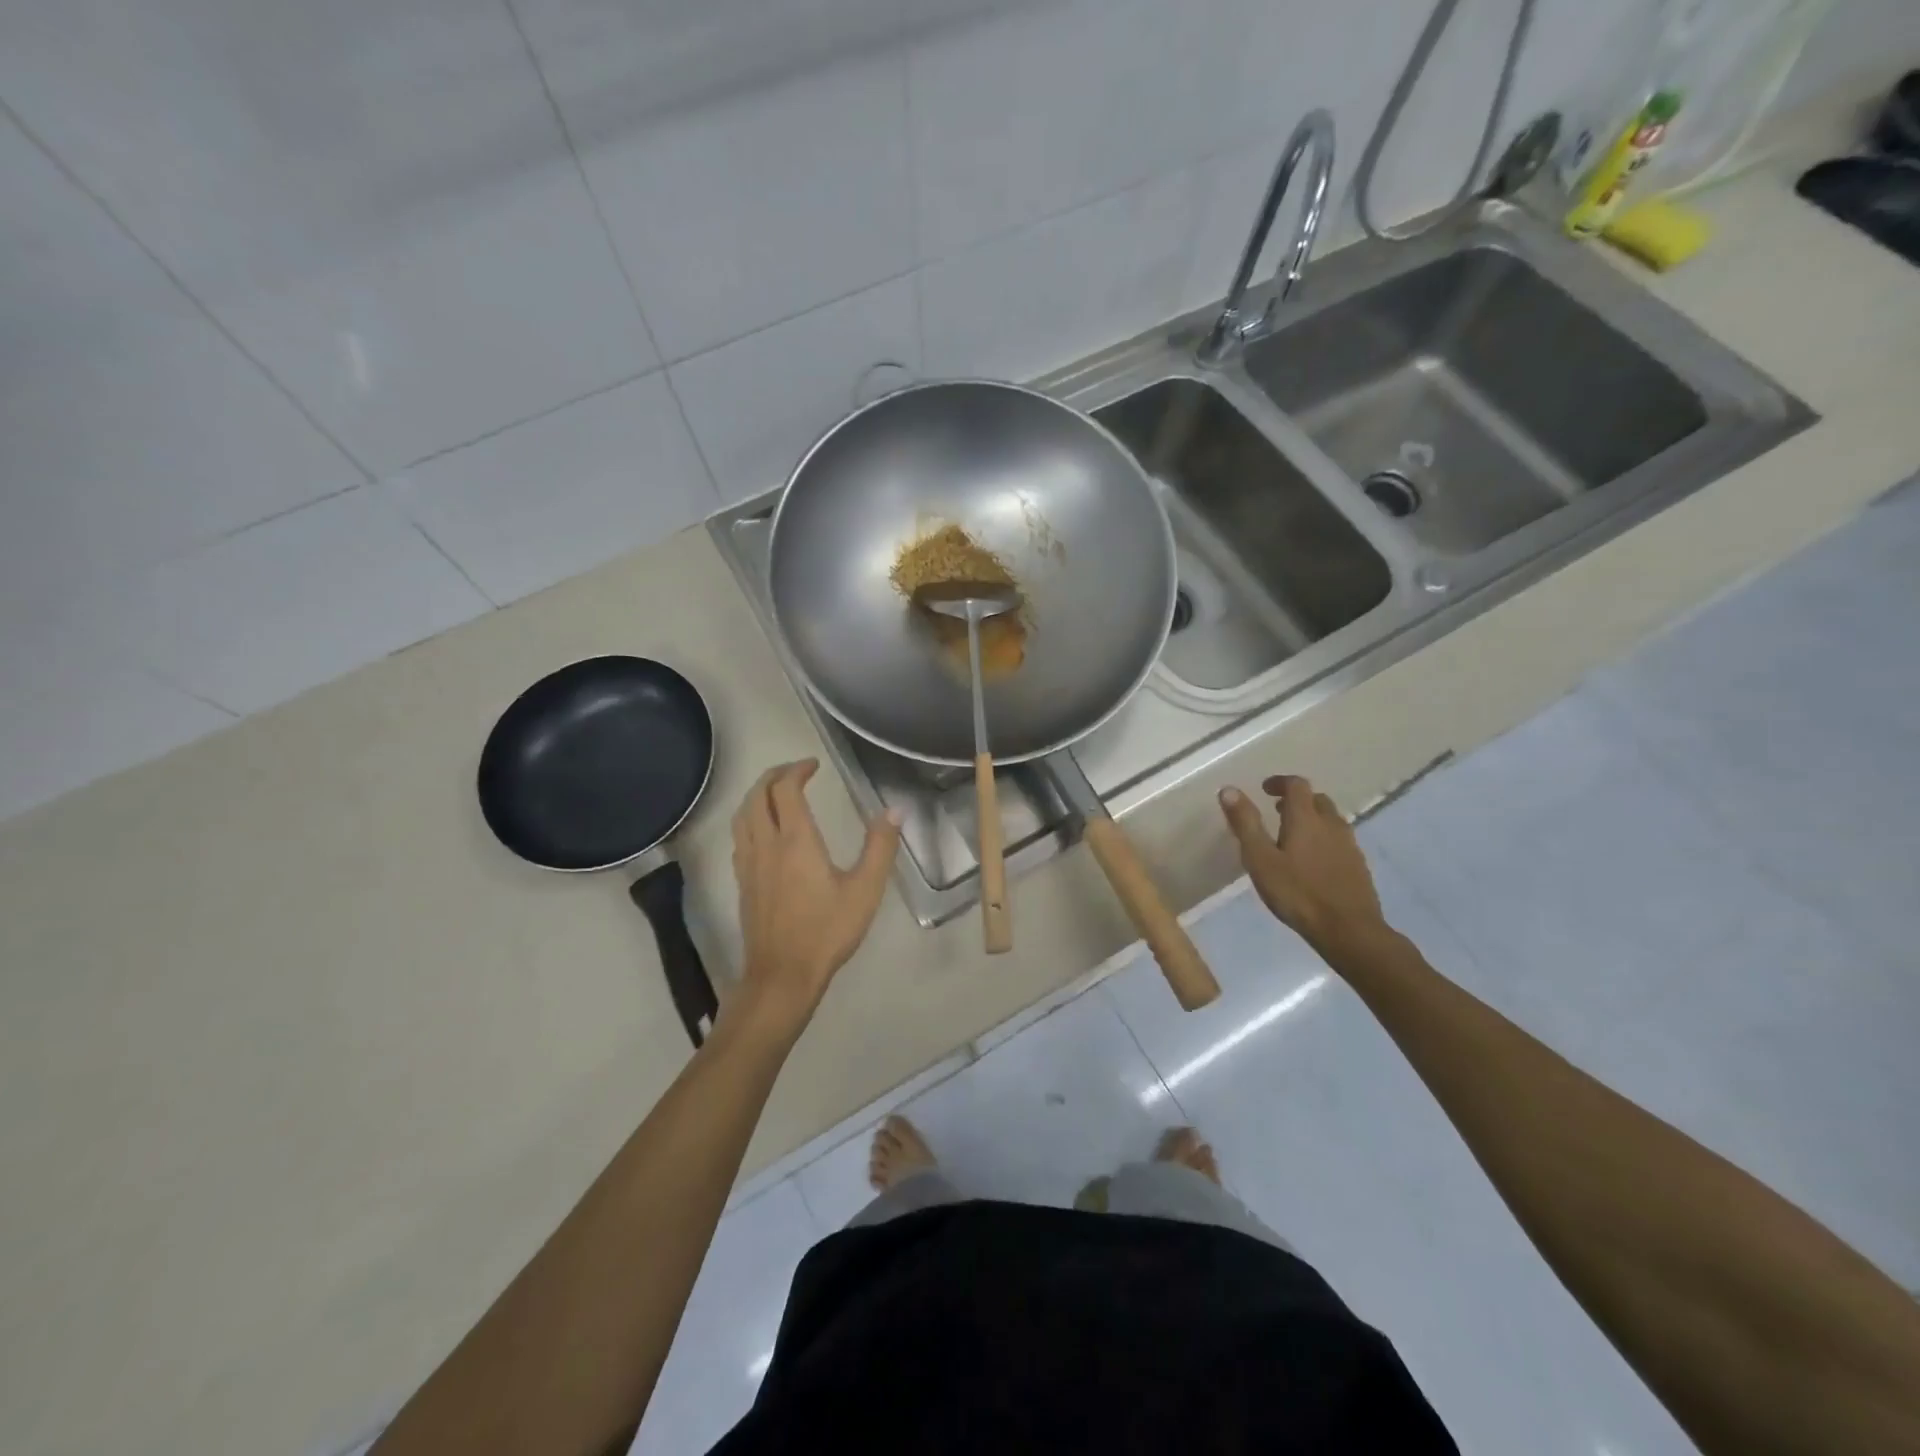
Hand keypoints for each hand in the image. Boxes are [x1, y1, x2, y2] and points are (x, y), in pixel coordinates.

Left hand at [730, 759, 901, 1032]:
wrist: (782, 976)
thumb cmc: (827, 931)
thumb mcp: (865, 890)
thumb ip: (880, 847)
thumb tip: (894, 810)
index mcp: (795, 840)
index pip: (785, 789)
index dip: (797, 769)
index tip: (814, 765)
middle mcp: (766, 845)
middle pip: (757, 795)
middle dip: (774, 776)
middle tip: (796, 771)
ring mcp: (749, 864)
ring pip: (742, 816)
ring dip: (757, 795)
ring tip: (777, 793)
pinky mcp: (742, 883)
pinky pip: (739, 837)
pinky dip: (750, 820)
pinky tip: (764, 832)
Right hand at [1219, 775, 1386, 952]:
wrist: (1348, 930)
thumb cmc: (1297, 892)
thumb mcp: (1260, 859)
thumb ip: (1245, 823)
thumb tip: (1228, 789)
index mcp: (1306, 818)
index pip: (1297, 785)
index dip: (1280, 782)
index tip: (1265, 790)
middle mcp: (1331, 824)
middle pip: (1316, 800)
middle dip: (1297, 800)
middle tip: (1277, 812)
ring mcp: (1349, 845)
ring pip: (1330, 820)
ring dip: (1312, 819)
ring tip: (1292, 837)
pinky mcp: (1358, 866)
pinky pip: (1339, 841)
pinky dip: (1324, 839)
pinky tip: (1313, 862)